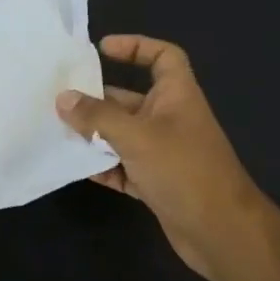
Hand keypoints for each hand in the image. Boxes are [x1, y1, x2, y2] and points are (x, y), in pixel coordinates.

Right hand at [56, 36, 275, 280]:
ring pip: (122, 135)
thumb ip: (98, 116)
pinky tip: (74, 167)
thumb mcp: (137, 137)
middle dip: (97, 98)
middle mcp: (170, 119)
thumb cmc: (184, 171)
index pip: (162, 57)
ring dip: (94, 134)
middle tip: (59, 97)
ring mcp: (164, 153)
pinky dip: (103, 166)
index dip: (136, 46)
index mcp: (177, 96)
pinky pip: (122, 167)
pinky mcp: (156, 183)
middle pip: (130, 98)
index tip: (102, 49)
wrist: (222, 233)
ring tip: (58, 131)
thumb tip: (63, 98)